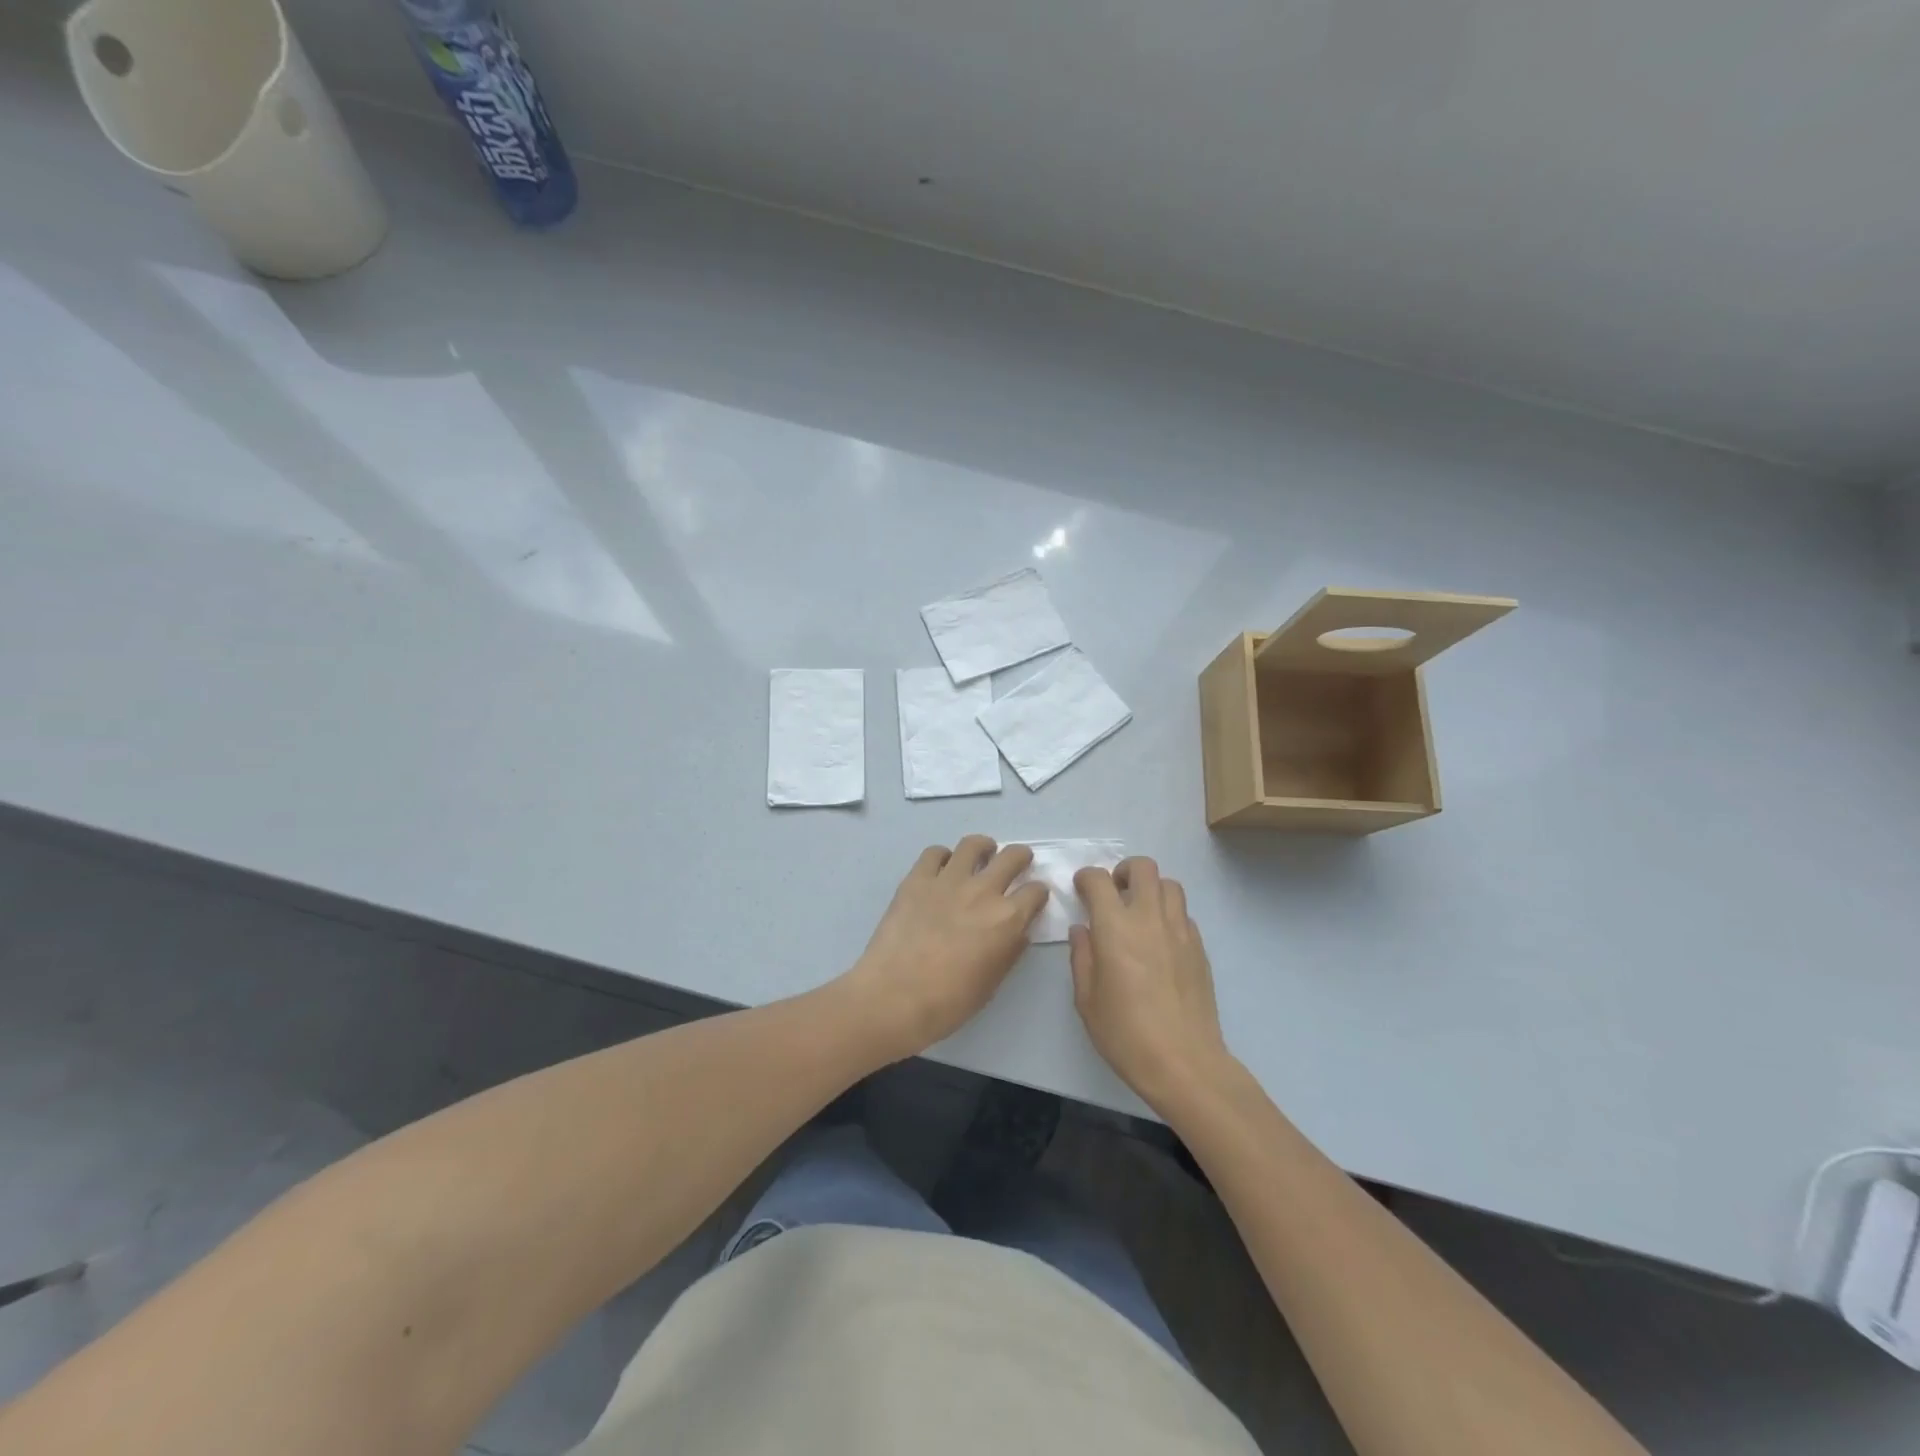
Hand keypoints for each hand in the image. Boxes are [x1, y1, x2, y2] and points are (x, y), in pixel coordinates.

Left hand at [842, 837, 1048, 1060]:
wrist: (894, 996)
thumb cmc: (949, 1002)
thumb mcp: (992, 983)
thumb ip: (1009, 952)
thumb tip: (1018, 933)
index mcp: (1008, 919)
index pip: (1036, 892)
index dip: (1038, 893)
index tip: (1034, 897)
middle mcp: (983, 891)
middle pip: (1012, 856)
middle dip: (1020, 857)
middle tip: (1018, 862)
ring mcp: (948, 880)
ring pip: (973, 845)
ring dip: (983, 847)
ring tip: (982, 854)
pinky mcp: (917, 879)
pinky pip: (934, 853)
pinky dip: (942, 857)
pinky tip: (941, 868)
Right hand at [1070, 856, 1230, 1111]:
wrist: (1184, 1062)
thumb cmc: (1125, 1033)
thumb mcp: (1087, 1000)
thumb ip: (1082, 957)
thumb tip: (1083, 930)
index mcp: (1115, 927)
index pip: (1099, 880)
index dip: (1086, 878)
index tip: (1081, 889)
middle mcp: (1149, 918)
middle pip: (1143, 868)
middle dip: (1123, 871)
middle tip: (1113, 894)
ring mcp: (1180, 931)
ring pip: (1169, 885)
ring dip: (1151, 889)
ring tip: (1139, 913)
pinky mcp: (1199, 947)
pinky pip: (1184, 914)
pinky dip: (1168, 914)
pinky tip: (1159, 941)